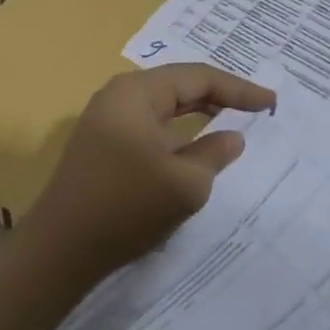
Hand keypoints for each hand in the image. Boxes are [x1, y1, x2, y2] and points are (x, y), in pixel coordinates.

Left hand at [20, 64, 276, 287]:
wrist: (58, 252)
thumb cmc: (125, 207)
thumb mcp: (185, 183)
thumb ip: (215, 153)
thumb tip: (233, 137)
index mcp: (136, 92)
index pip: (198, 77)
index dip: (239, 88)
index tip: (271, 102)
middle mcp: (119, 97)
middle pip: (180, 87)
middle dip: (220, 96)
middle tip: (257, 107)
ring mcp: (107, 122)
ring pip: (165, 109)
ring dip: (199, 116)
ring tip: (234, 122)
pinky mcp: (103, 148)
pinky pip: (151, 130)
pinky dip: (179, 136)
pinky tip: (198, 150)